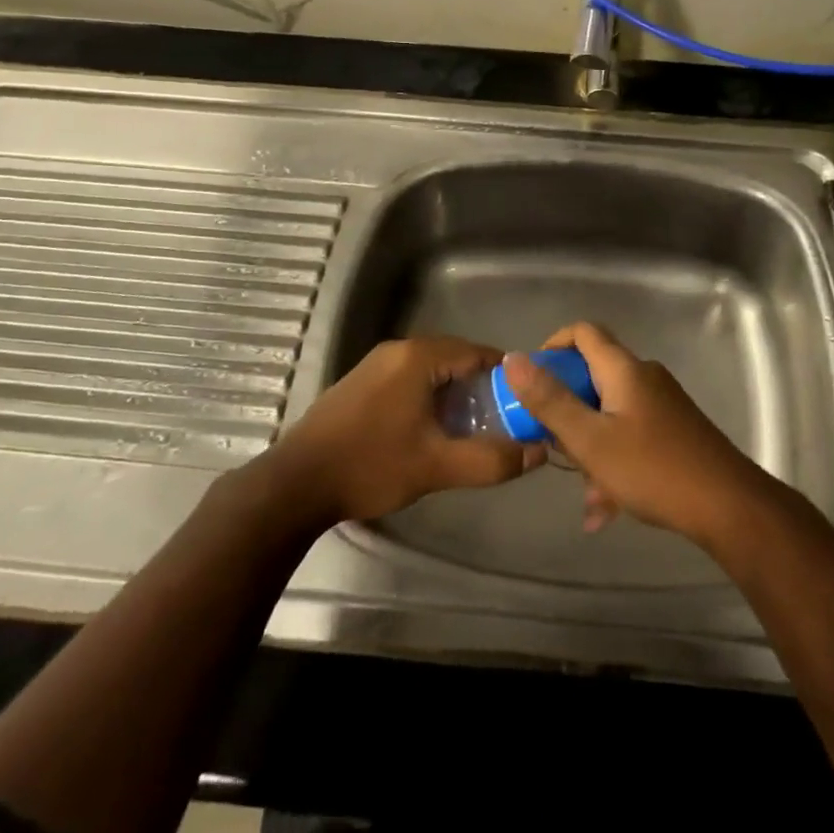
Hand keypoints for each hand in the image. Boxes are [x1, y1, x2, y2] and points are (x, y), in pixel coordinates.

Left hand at [266, 337, 545, 526]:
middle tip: (502, 419)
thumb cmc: (371, 465)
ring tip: (471, 428)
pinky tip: (431, 429)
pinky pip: (409, 379)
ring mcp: (376, 364)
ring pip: (431, 371)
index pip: (477, 352)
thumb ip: (490, 459)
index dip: (506, 376)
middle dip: (481, 387)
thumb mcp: (437, 466)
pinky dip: (429, 397)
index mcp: (419, 357)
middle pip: (455, 359)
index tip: (525, 401)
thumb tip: (537, 452)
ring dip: (454, 394)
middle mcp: (398, 350)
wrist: (295, 484)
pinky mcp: (361, 383)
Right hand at [502, 323, 771, 546]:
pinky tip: (604, 509)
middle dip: (568, 409)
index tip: (532, 378)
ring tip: (582, 493)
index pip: (583, 332)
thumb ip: (550, 400)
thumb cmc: (653, 468)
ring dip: (590, 446)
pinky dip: (613, 462)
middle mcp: (645, 377)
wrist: (728, 505)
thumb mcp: (590, 439)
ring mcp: (663, 404)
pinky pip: (631, 436)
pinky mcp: (675, 431)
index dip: (552, 345)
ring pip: (611, 414)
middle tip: (552, 442)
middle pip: (594, 376)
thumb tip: (513, 359)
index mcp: (624, 369)